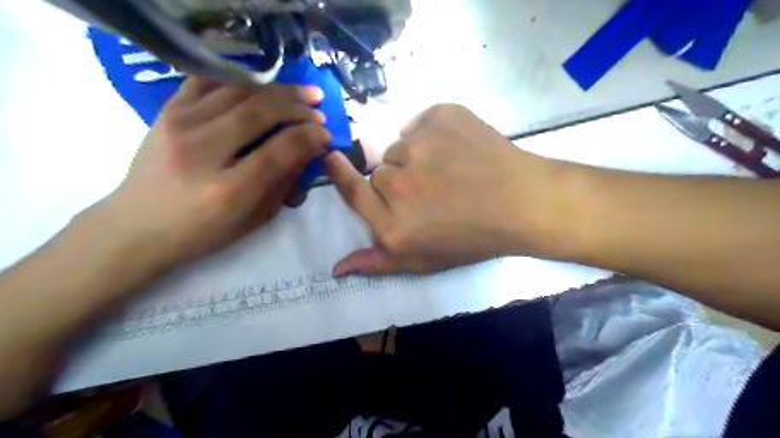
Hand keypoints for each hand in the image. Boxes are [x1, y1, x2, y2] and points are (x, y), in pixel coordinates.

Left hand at [99, 78, 328, 266]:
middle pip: (259, 112)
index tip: (326, 134)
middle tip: (319, 107)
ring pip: (238, 91)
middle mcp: (202, 152)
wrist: (138, 226)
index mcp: (229, 190)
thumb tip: (309, 149)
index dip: (309, 137)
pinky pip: (209, 81)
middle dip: (297, 106)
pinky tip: (262, 86)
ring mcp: (179, 125)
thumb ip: (285, 183)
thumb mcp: (255, 219)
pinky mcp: (166, 111)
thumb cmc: (204, 232)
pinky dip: (242, 79)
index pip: (279, 150)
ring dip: (277, 88)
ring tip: (301, 92)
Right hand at [327, 103, 571, 276]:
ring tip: (448, 169)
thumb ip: (377, 263)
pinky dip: (433, 131)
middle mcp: (398, 184)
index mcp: (392, 224)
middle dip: (398, 180)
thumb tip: (336, 267)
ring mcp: (420, 146)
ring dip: (416, 156)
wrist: (523, 204)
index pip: (351, 192)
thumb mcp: (424, 261)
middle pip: (379, 172)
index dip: (340, 174)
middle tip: (432, 189)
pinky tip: (457, 148)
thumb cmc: (473, 238)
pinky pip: (421, 122)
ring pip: (400, 147)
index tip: (332, 158)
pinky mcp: (441, 117)